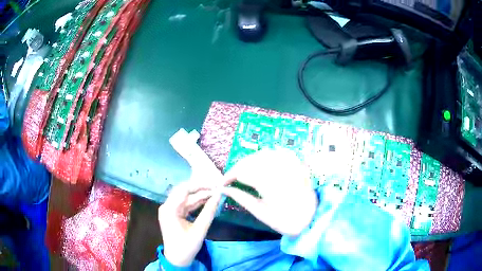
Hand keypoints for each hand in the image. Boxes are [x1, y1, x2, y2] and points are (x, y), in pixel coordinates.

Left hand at [158, 182, 220, 266]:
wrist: (177, 259)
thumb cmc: (186, 247)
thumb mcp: (199, 230)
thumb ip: (208, 212)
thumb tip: (218, 196)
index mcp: (169, 209)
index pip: (184, 189)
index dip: (200, 185)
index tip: (214, 185)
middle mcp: (167, 206)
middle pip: (184, 192)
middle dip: (201, 190)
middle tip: (217, 188)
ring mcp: (170, 210)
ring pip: (186, 198)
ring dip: (200, 196)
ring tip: (215, 193)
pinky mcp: (174, 214)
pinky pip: (186, 204)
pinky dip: (196, 203)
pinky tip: (207, 200)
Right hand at [222, 149, 317, 235]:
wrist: (310, 219)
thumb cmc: (285, 220)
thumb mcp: (260, 212)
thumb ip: (241, 198)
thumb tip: (224, 189)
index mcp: (270, 185)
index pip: (243, 172)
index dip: (230, 175)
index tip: (223, 182)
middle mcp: (280, 170)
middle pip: (252, 160)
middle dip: (238, 167)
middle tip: (232, 178)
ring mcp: (290, 164)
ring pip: (264, 153)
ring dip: (250, 160)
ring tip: (245, 171)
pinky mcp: (297, 163)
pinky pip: (278, 152)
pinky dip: (267, 155)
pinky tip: (262, 163)